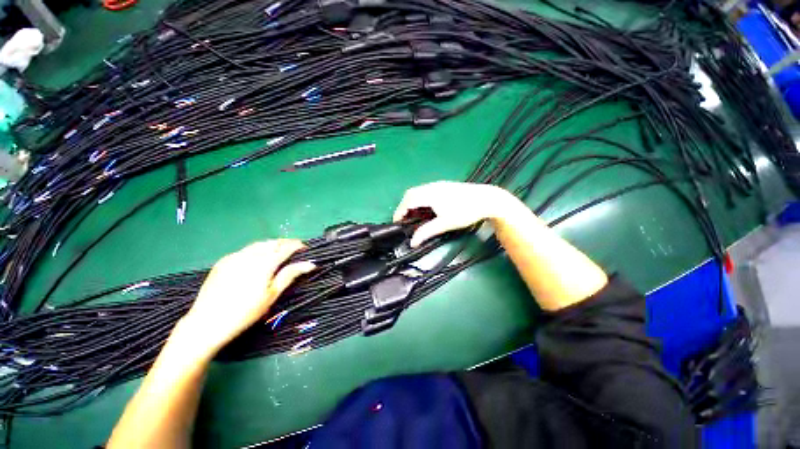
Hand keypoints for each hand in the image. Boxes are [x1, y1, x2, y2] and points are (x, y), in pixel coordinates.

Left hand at [177, 240, 314, 353]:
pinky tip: (257, 259)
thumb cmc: (245, 312)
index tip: (305, 248)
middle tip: (293, 250)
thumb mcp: (272, 295)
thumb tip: (310, 264)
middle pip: (272, 242)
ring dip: (271, 245)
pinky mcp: (223, 261)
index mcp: (264, 263)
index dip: (297, 245)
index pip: (286, 247)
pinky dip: (256, 250)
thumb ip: (290, 275)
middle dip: (285, 243)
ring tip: (278, 253)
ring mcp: (234, 257)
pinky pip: (245, 250)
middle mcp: (250, 255)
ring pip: (258, 244)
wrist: (207, 323)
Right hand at [393, 181, 520, 246]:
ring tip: (413, 216)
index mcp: (430, 194)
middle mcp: (431, 187)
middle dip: (404, 207)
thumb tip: (412, 242)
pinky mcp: (443, 186)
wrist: (487, 199)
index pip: (408, 201)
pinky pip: (425, 191)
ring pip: (417, 191)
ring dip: (411, 202)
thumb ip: (427, 232)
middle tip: (404, 220)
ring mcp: (438, 185)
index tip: (397, 223)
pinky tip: (425, 209)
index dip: (399, 212)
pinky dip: (419, 200)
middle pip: (410, 194)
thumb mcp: (445, 224)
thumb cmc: (466, 211)